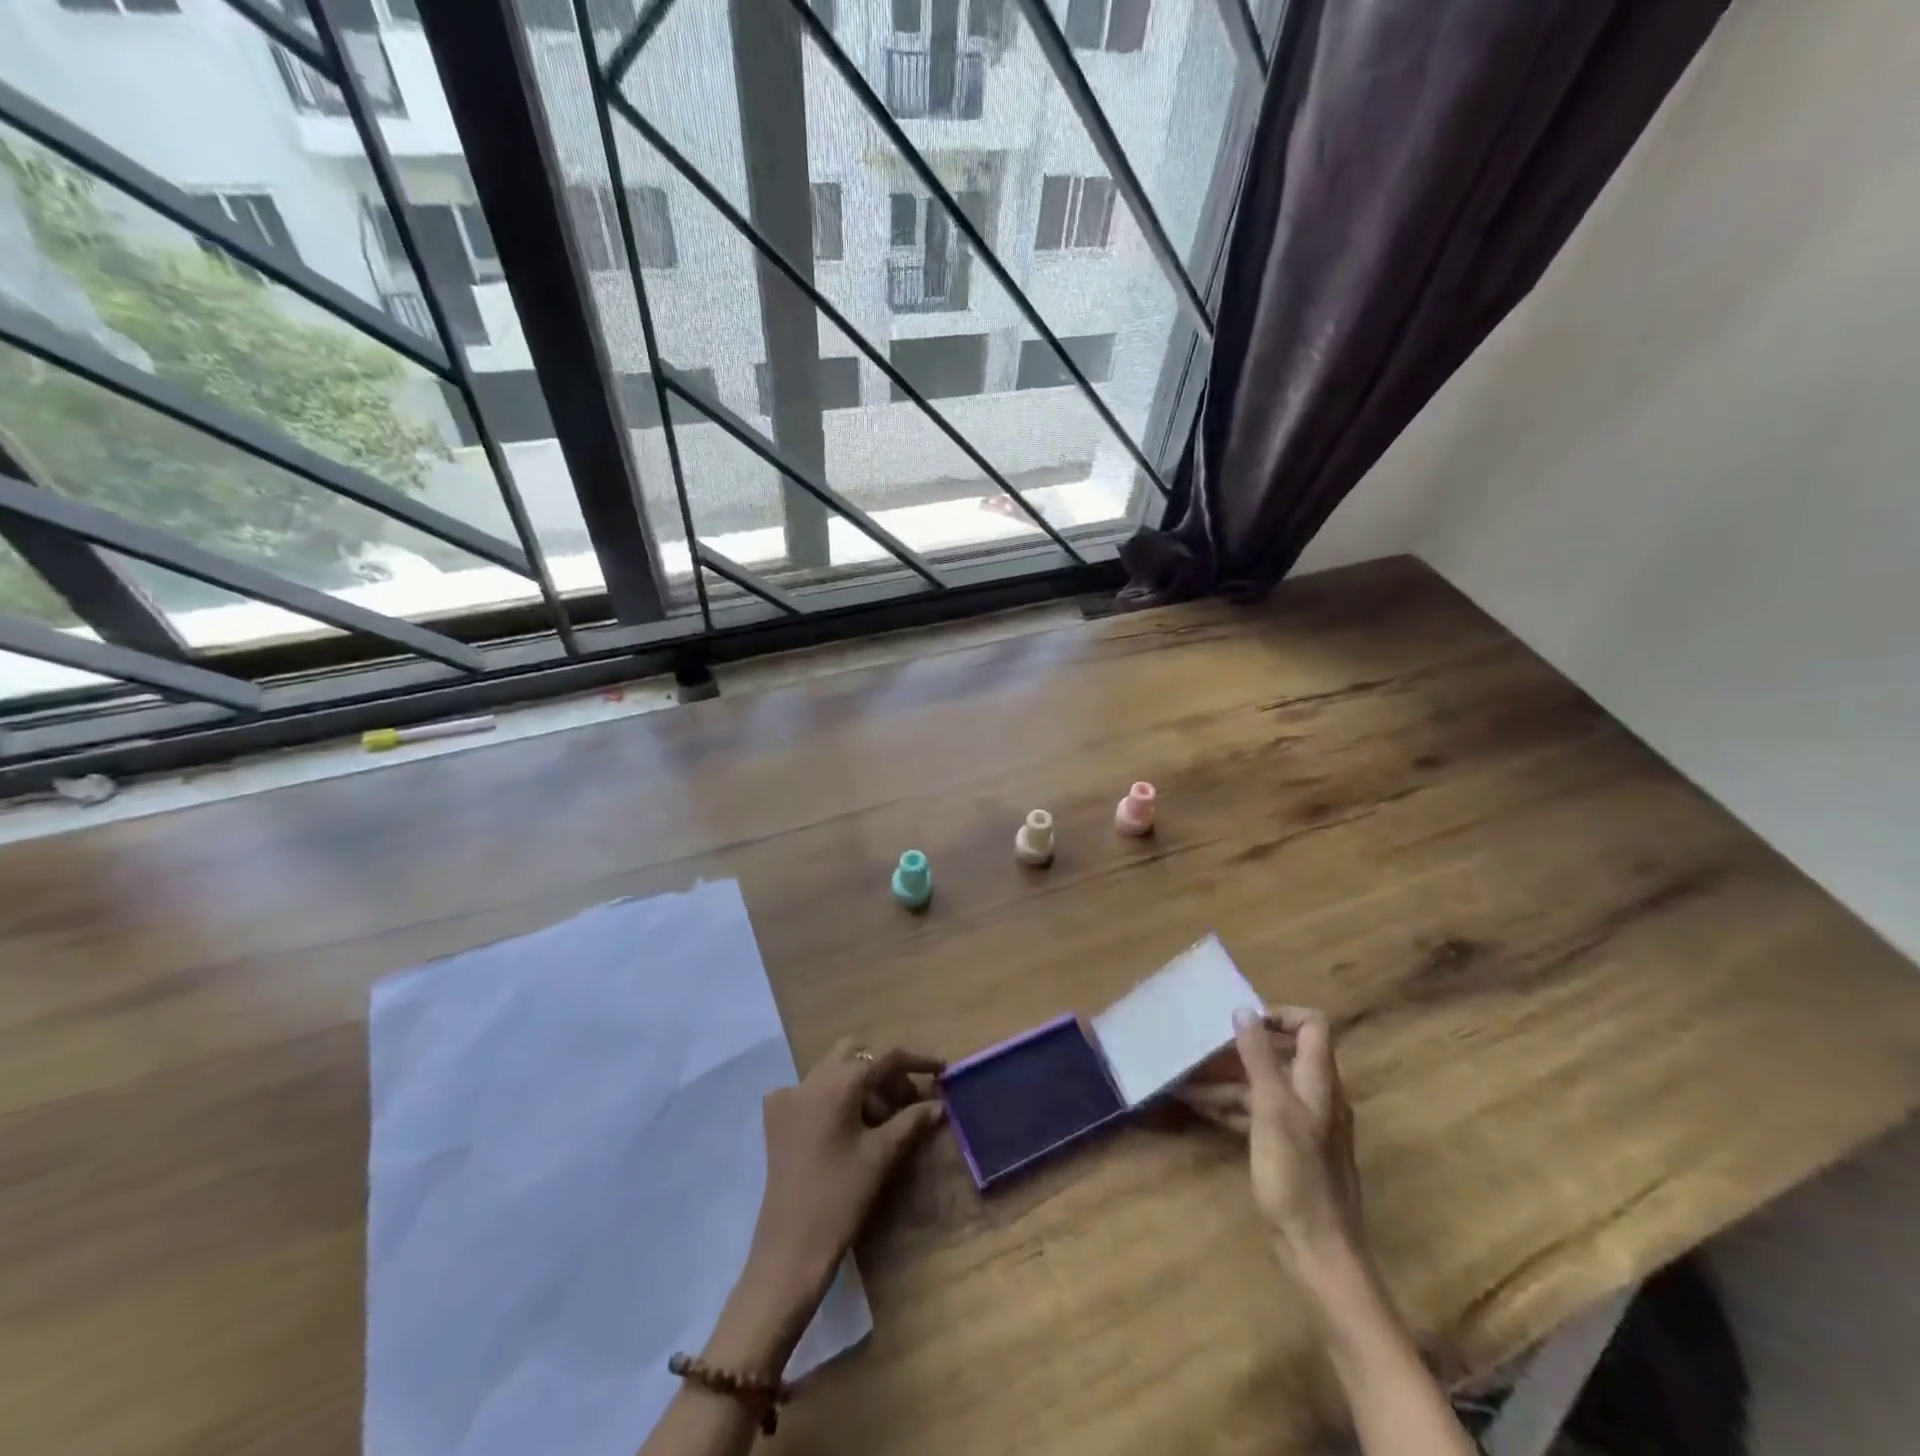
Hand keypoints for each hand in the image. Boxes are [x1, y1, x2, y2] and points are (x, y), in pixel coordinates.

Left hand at [746, 1038, 945, 1302]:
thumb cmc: (840, 1197)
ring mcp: (788, 1097)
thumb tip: (939, 1104)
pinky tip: (846, 1127)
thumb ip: (911, 1121)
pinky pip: (811, 1090)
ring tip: (881, 1120)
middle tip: (906, 1100)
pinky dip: (833, 1097)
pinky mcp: (776, 1119)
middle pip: (856, 1054)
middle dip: (884, 1071)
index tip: (941, 1069)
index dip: (916, 1061)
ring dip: (860, 1084)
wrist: (790, 1248)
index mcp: (836, 1082)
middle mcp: (809, 1079)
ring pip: (833, 1070)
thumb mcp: (881, 1156)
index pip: (884, 1058)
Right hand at [1178, 1006, 1363, 1272]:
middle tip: (1203, 1046)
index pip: (1312, 1025)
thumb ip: (1259, 1057)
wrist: (1319, 1252)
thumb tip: (1244, 1010)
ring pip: (1264, 1084)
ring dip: (1228, 1078)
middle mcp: (1315, 1096)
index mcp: (1319, 1082)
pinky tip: (1199, 1107)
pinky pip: (1258, 1113)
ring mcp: (1303, 1124)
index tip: (1242, 1022)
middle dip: (1240, 1047)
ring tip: (1186, 1077)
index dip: (1280, 1014)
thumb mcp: (1271, 1109)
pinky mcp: (1289, 1149)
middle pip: (1282, 1054)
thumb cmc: (1296, 1176)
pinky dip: (1231, 1106)